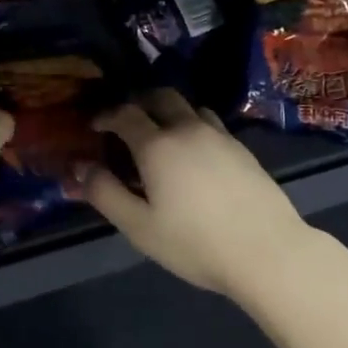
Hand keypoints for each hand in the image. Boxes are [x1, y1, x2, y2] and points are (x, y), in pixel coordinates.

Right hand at [79, 90, 313, 296]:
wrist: (267, 250)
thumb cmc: (195, 243)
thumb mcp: (139, 226)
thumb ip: (106, 193)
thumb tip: (80, 167)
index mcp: (157, 145)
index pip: (125, 114)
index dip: (106, 115)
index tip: (95, 126)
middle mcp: (188, 129)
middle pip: (161, 97)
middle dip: (139, 102)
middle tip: (127, 122)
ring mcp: (220, 136)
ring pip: (190, 107)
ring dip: (169, 112)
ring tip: (161, 136)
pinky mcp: (243, 148)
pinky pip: (210, 124)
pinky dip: (193, 126)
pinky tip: (195, 154)